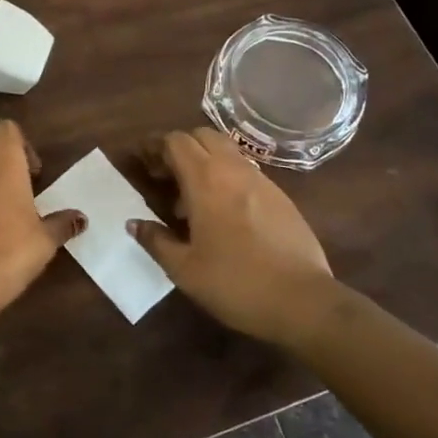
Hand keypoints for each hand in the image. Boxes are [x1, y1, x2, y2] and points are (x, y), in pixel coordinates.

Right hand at [130, 127, 342, 347]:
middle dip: (180, 147)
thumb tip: (134, 223)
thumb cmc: (235, 283)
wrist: (303, 301)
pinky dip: (227, 178)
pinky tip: (223, 214)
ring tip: (191, 199)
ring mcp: (262, 181)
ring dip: (204, 162)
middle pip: (203, 136)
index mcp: (206, 180)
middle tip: (166, 176)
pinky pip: (246, 172)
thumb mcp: (184, 269)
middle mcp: (234, 170)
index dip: (155, 146)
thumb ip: (156, 240)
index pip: (176, 141)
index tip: (142, 162)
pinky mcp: (281, 197)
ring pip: (227, 152)